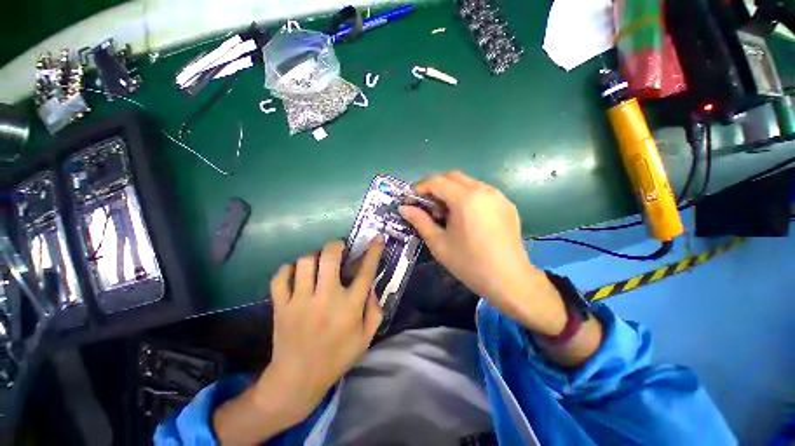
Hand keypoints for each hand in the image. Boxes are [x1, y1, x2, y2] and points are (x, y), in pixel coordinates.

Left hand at [213, 238, 383, 443]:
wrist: (297, 380)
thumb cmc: (336, 358)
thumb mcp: (365, 339)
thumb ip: (375, 311)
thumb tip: (372, 286)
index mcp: (349, 307)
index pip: (365, 272)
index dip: (373, 251)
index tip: (378, 237)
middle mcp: (326, 298)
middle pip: (329, 257)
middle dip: (336, 245)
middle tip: (338, 248)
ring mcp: (300, 301)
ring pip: (304, 262)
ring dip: (314, 256)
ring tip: (317, 262)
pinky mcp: (281, 306)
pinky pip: (280, 277)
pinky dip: (288, 269)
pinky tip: (296, 273)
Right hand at [400, 171, 565, 334]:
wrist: (510, 280)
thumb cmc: (470, 263)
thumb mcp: (439, 243)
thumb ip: (420, 221)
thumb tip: (405, 208)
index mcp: (465, 199)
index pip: (436, 181)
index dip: (420, 187)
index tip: (412, 200)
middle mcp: (483, 190)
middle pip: (452, 176)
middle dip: (435, 186)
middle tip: (427, 205)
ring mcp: (498, 196)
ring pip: (468, 182)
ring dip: (452, 190)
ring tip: (446, 212)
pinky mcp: (507, 204)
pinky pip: (482, 192)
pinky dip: (467, 196)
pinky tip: (466, 216)